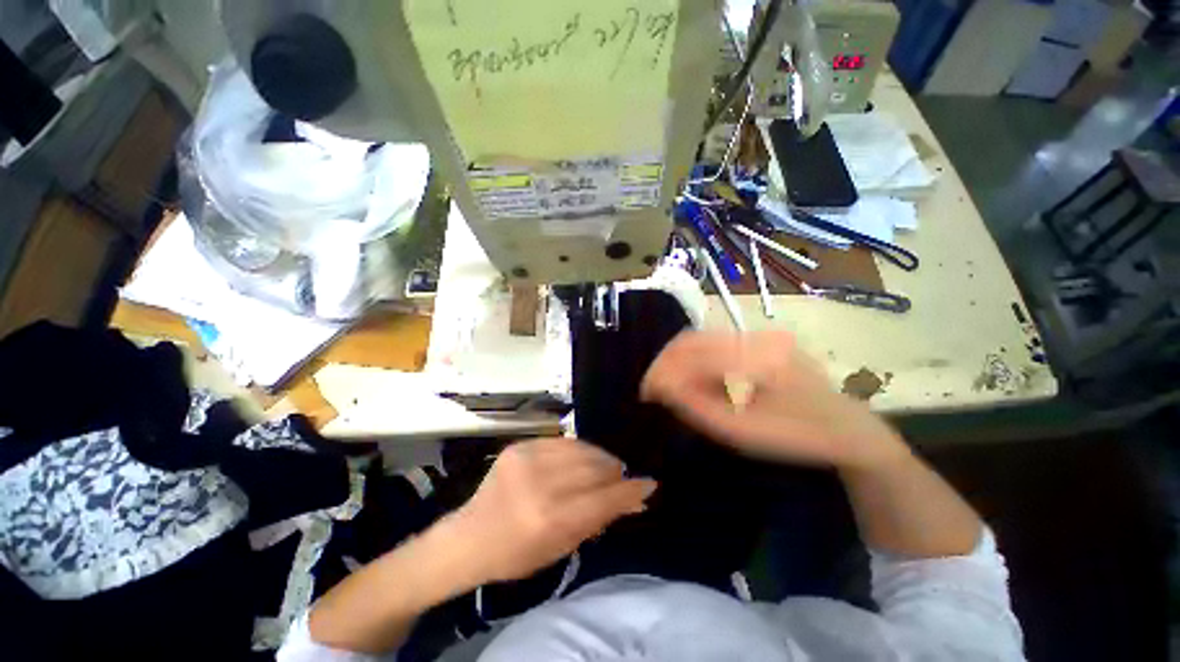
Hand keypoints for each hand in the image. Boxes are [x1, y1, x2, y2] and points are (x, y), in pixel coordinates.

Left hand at [450, 437, 656, 583]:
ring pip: (581, 449)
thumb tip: (635, 500)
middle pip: (594, 468)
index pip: (603, 498)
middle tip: (624, 477)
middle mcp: (539, 483)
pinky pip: (562, 442)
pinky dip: (579, 450)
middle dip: (616, 471)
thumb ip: (598, 519)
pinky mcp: (520, 445)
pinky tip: (583, 458)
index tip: (649, 484)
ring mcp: (527, 458)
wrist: (470, 536)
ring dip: (600, 458)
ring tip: (606, 466)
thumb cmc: (516, 555)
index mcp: (549, 519)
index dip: (630, 490)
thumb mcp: (561, 548)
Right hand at [640, 331, 907, 470]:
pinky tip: (694, 378)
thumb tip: (659, 388)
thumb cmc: (796, 437)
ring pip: (702, 339)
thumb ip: (696, 406)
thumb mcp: (742, 432)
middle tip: (653, 388)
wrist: (848, 430)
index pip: (689, 354)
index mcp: (753, 357)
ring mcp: (759, 335)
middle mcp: (754, 336)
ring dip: (679, 360)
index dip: (660, 371)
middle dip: (665, 362)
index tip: (645, 392)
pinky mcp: (761, 340)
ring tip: (669, 384)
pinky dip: (696, 359)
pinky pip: (716, 343)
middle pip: (692, 339)